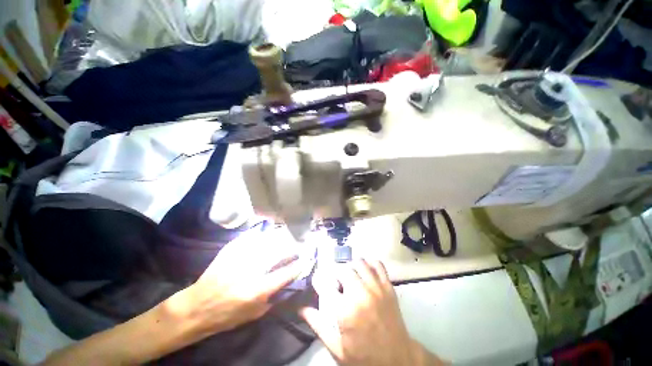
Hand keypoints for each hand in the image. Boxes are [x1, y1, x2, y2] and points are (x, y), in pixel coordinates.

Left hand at [164, 228, 303, 341]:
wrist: (197, 307)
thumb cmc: (226, 316)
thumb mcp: (254, 315)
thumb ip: (273, 298)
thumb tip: (288, 283)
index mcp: (257, 290)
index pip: (286, 273)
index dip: (299, 265)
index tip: (306, 260)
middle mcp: (251, 271)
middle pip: (279, 252)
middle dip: (292, 248)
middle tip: (298, 246)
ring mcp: (240, 257)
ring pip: (267, 241)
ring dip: (281, 239)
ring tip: (287, 237)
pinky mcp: (231, 251)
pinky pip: (251, 237)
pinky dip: (263, 235)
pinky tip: (268, 234)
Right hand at [301, 260, 445, 365]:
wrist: (397, 360)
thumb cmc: (363, 356)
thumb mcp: (337, 347)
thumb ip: (318, 325)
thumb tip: (301, 308)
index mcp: (345, 311)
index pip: (325, 284)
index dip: (318, 280)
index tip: (318, 282)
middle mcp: (360, 294)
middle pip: (342, 269)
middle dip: (336, 274)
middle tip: (336, 284)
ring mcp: (376, 288)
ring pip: (359, 263)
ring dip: (351, 267)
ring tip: (350, 277)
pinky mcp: (388, 287)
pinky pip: (377, 264)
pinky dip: (369, 263)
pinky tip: (365, 270)